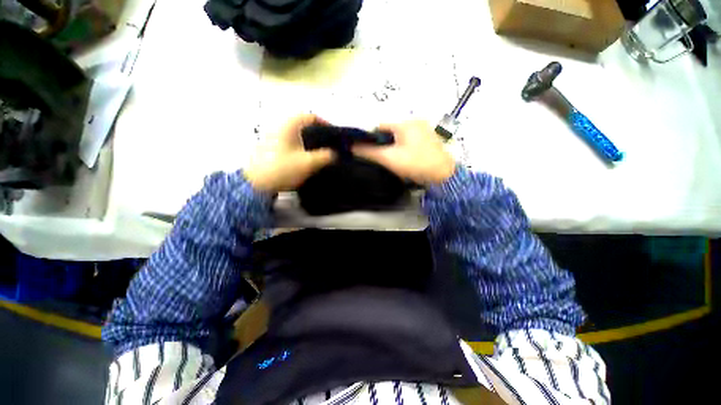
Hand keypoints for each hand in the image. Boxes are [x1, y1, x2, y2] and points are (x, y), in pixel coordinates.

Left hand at [245, 114, 335, 191]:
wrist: (256, 183)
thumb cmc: (283, 168)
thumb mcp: (308, 163)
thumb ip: (325, 156)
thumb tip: (334, 154)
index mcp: (290, 125)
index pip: (311, 117)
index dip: (325, 123)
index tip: (334, 134)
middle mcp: (281, 126)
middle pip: (304, 125)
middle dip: (318, 133)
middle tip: (329, 144)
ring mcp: (274, 136)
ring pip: (297, 134)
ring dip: (309, 141)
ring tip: (320, 152)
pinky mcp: (271, 147)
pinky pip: (291, 142)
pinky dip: (301, 146)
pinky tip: (306, 158)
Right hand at [352, 120, 455, 185]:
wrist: (443, 177)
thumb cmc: (416, 164)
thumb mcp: (390, 158)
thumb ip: (370, 152)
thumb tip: (352, 147)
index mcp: (406, 123)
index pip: (380, 126)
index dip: (370, 138)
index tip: (366, 150)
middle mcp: (415, 123)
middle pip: (389, 132)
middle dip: (382, 143)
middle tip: (380, 158)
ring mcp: (423, 131)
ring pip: (399, 137)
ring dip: (391, 147)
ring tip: (391, 160)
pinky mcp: (428, 141)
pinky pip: (408, 142)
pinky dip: (401, 149)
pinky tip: (402, 160)